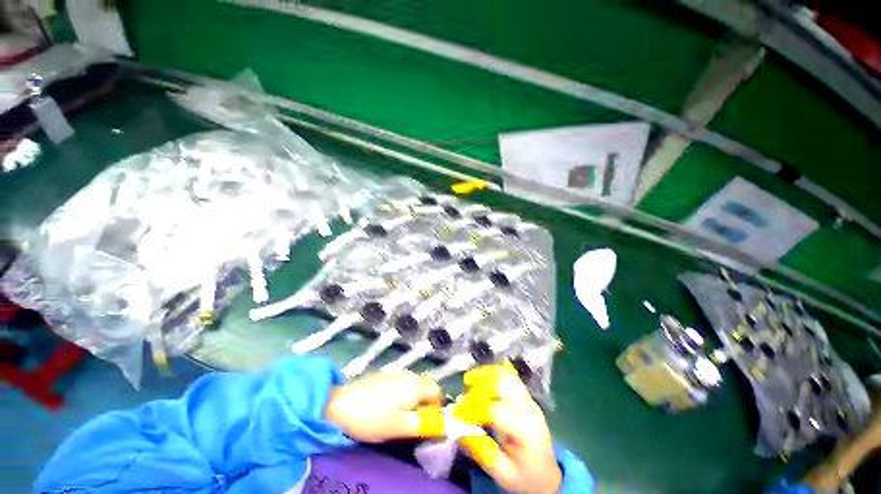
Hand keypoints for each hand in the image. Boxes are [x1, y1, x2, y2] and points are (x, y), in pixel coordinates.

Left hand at [326, 370, 442, 442]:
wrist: (340, 405)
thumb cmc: (373, 418)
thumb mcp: (400, 428)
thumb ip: (422, 424)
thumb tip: (438, 423)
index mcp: (415, 385)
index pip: (437, 391)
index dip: (436, 407)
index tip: (426, 421)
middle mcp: (408, 375)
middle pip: (425, 387)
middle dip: (423, 404)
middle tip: (411, 421)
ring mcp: (395, 373)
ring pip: (412, 385)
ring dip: (411, 400)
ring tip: (397, 416)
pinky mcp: (383, 375)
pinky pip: (400, 383)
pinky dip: (400, 395)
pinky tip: (385, 406)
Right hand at [460, 364, 561, 493]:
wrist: (546, 473)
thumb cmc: (524, 476)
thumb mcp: (503, 474)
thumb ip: (483, 452)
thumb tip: (460, 430)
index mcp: (526, 430)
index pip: (496, 411)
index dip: (474, 410)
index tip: (457, 415)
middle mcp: (528, 408)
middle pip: (502, 386)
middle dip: (478, 389)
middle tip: (462, 401)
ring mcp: (528, 398)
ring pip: (505, 376)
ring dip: (485, 375)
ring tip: (468, 381)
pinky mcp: (524, 394)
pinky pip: (508, 375)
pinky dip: (492, 373)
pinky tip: (481, 378)